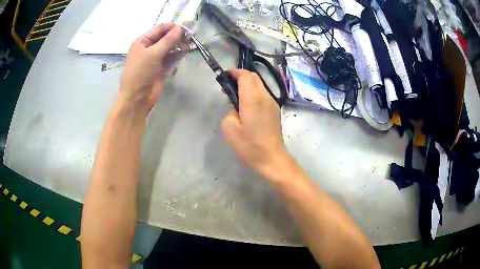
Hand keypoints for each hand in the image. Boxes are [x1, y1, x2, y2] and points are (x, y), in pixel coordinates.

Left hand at [118, 23, 185, 112]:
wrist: (137, 98)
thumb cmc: (140, 73)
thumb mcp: (153, 54)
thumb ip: (168, 40)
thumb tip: (180, 27)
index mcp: (142, 42)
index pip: (159, 29)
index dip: (172, 26)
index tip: (187, 26)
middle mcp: (149, 48)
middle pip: (165, 37)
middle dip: (177, 36)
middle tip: (190, 35)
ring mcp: (155, 58)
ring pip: (170, 47)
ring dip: (179, 45)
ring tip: (189, 43)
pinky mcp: (162, 68)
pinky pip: (171, 57)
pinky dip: (178, 54)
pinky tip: (186, 51)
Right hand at [221, 69, 290, 176]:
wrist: (272, 159)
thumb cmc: (249, 146)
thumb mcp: (229, 129)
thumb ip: (229, 111)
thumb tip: (236, 107)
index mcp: (253, 99)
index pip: (245, 75)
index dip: (234, 72)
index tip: (224, 76)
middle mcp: (265, 96)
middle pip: (254, 77)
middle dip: (240, 76)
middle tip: (228, 87)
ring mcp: (272, 103)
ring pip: (260, 85)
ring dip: (247, 84)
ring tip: (236, 96)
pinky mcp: (275, 110)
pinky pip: (263, 94)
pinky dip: (254, 92)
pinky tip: (247, 106)